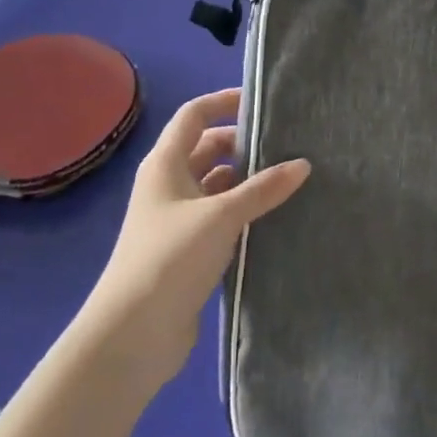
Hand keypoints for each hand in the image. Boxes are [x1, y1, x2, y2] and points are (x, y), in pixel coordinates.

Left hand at [79, 89, 310, 393]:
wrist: (133, 333)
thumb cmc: (171, 257)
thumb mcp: (221, 216)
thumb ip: (263, 189)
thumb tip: (302, 164)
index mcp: (165, 164)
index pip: (194, 115)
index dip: (224, 102)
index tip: (261, 102)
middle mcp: (168, 184)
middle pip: (207, 148)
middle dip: (242, 144)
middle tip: (285, 145)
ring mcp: (176, 218)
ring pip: (215, 184)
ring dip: (245, 180)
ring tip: (288, 178)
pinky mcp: (187, 249)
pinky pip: (219, 216)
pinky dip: (242, 210)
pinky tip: (272, 215)